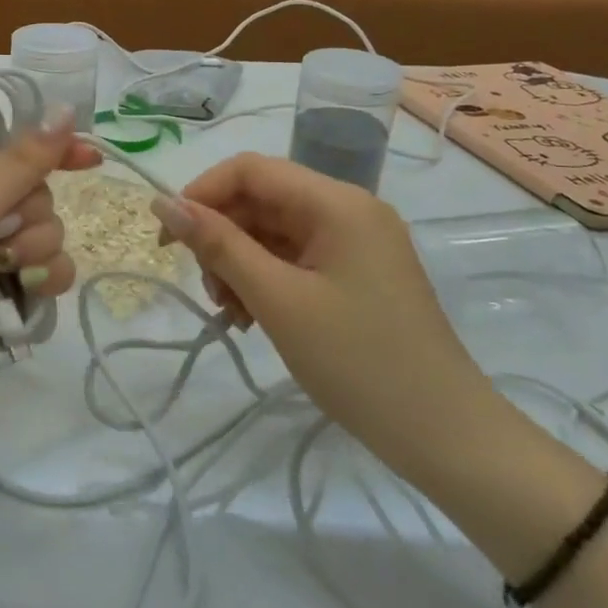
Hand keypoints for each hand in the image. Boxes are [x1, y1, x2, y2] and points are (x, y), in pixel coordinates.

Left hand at [0, 109, 100, 446]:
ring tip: (1, 275)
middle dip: (30, 218)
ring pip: (53, 236)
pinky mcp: (14, 296)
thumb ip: (18, 163)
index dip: (55, 151)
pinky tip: (24, 295)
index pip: (18, 152)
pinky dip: (45, 282)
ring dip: (36, 253)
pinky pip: (55, 274)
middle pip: (41, 196)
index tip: (91, 159)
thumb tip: (65, 111)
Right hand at [151, 154, 493, 463]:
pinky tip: (251, 319)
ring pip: (273, 232)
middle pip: (261, 200)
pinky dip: (264, 281)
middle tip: (207, 289)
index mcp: (336, 203)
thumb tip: (162, 203)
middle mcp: (348, 210)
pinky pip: (294, 259)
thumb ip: (217, 244)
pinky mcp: (356, 274)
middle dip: (222, 237)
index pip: (250, 170)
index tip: (168, 237)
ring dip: (239, 264)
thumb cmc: (357, 361)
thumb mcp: (276, 299)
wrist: (445, 437)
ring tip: (231, 313)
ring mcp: (355, 243)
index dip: (201, 193)